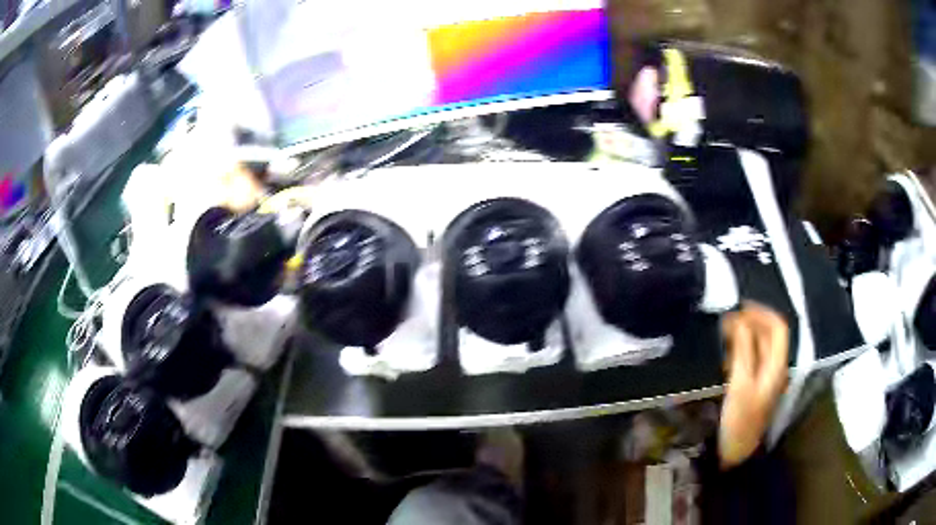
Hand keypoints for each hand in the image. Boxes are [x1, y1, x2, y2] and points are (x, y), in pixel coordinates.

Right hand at [719, 303, 788, 467]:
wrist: (736, 452)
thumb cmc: (740, 419)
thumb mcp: (741, 383)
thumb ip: (743, 350)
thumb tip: (739, 320)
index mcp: (776, 365)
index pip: (777, 328)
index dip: (762, 313)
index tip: (740, 307)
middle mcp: (774, 367)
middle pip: (769, 335)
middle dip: (750, 322)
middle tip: (726, 320)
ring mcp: (764, 377)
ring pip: (759, 347)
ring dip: (744, 335)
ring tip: (724, 333)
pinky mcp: (753, 386)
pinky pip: (751, 359)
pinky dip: (740, 350)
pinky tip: (726, 354)